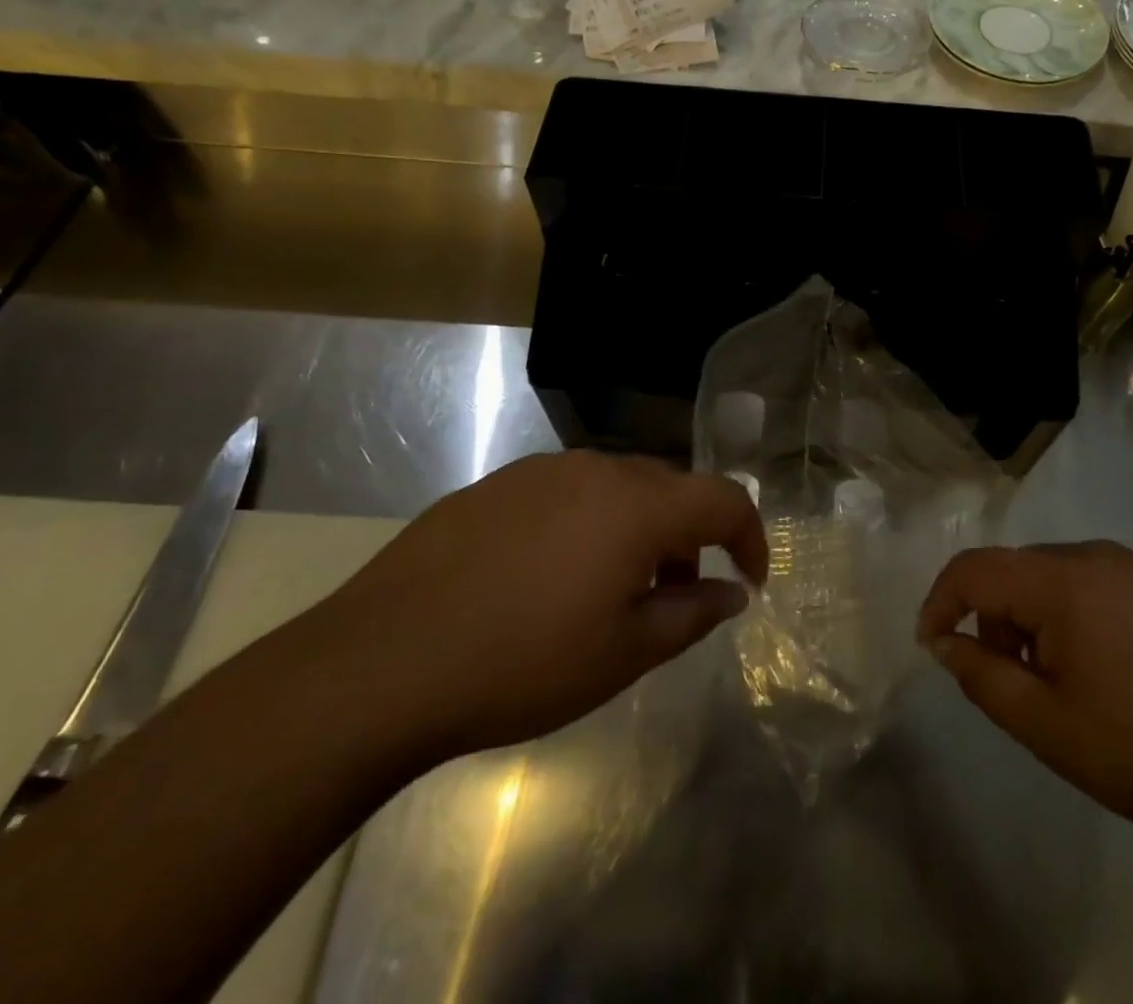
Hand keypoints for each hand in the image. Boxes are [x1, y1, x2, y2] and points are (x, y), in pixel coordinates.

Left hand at [309, 452, 766, 764]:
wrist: (382, 662)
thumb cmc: (523, 663)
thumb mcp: (624, 653)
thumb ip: (692, 614)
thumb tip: (733, 592)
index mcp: (638, 503)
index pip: (722, 499)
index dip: (749, 537)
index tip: (751, 580)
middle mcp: (597, 469)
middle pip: (670, 488)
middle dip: (690, 537)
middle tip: (680, 593)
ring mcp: (541, 471)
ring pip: (618, 488)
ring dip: (639, 530)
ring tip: (615, 589)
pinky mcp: (496, 485)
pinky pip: (568, 493)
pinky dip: (589, 524)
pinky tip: (553, 575)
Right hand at [917, 540, 1132, 844]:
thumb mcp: (1046, 725)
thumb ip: (982, 677)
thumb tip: (945, 643)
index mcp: (1061, 580)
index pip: (975, 568)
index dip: (941, 600)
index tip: (932, 644)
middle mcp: (1095, 555)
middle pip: (1015, 570)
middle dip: (994, 619)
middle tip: (1010, 681)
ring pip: (1054, 577)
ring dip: (1034, 619)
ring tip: (1061, 684)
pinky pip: (1093, 584)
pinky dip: (1072, 615)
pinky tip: (1106, 671)